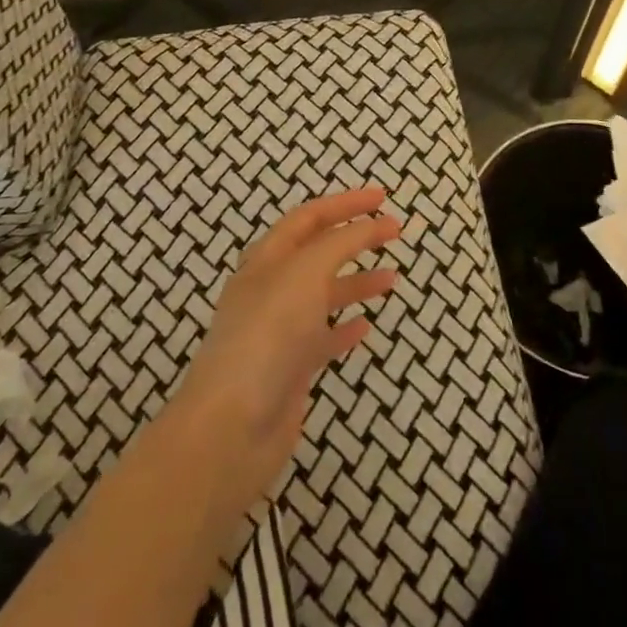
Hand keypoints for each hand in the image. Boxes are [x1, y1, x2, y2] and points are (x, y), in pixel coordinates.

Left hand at [170, 188, 399, 512]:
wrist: (232, 427)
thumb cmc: (267, 336)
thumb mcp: (304, 274)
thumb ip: (339, 244)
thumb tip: (370, 224)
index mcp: (267, 260)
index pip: (309, 218)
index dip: (346, 204)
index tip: (383, 198)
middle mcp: (271, 289)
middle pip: (316, 253)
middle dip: (354, 238)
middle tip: (393, 232)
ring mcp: (279, 331)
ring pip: (323, 295)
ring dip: (356, 282)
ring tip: (392, 279)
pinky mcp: (290, 369)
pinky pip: (323, 338)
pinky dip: (345, 328)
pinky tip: (366, 327)